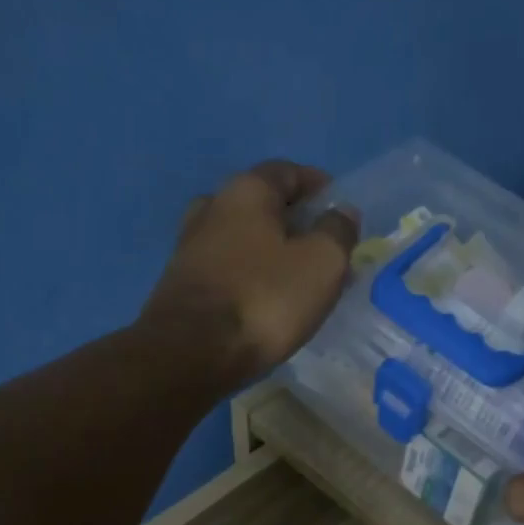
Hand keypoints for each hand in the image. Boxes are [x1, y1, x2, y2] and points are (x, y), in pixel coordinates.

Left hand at [138, 160, 360, 389]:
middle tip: (320, 248)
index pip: (287, 171)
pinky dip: (249, 276)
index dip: (316, 185)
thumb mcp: (321, 263)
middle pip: (260, 205)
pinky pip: (226, 270)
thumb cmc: (264, 299)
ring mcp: (190, 247)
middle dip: (293, 221)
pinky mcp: (181, 285)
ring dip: (269, 252)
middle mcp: (211, 208)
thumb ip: (338, 232)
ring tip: (295, 278)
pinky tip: (264, 300)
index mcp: (246, 191)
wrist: (191, 353)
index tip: (338, 206)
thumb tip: (342, 213)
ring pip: (241, 239)